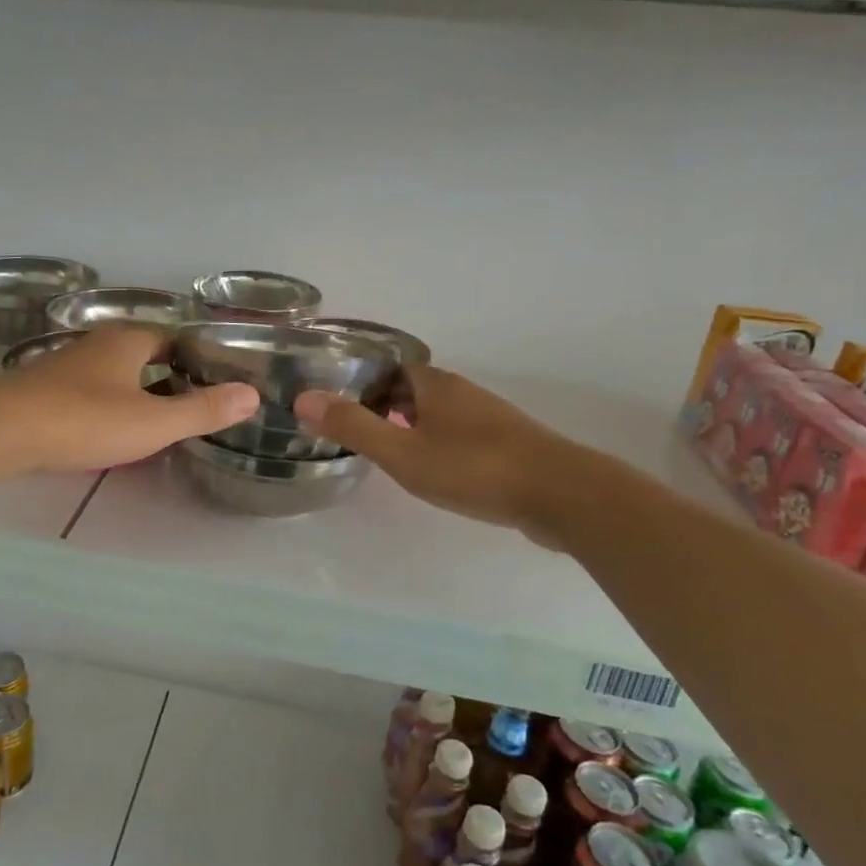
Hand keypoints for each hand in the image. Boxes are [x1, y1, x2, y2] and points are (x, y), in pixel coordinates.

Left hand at [0, 325, 258, 473]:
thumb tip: (251, 395)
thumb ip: (203, 410)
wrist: (3, 430)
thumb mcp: (154, 421)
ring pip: (112, 371)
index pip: (172, 338)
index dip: (195, 357)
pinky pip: (87, 390)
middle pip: (142, 353)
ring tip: (155, 418)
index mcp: (129, 340)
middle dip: (165, 373)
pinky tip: (106, 426)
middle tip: (190, 403)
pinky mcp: (43, 388)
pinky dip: (105, 402)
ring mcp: (67, 364)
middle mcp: (98, 343)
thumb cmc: (86, 419)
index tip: (214, 380)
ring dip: (133, 389)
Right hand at [294, 366, 578, 544]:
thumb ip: (353, 427)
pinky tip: (436, 473)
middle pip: (414, 390)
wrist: (561, 495)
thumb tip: (304, 398)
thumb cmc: (473, 468)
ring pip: (438, 414)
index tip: (341, 410)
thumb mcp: (402, 452)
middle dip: (385, 407)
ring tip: (389, 455)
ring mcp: (490, 418)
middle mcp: (463, 392)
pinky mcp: (509, 446)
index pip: (390, 370)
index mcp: (435, 385)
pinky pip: (461, 435)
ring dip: (412, 427)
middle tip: (358, 435)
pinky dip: (439, 444)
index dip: (364, 385)